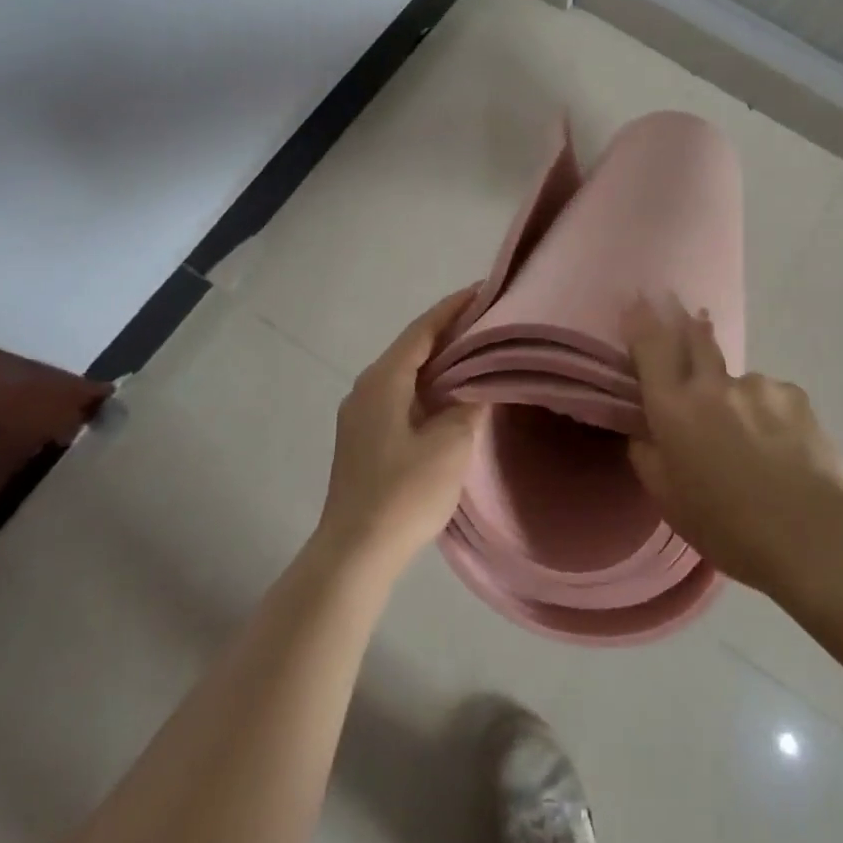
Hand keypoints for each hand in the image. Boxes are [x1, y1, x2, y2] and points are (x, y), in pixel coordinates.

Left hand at [317, 286, 486, 572]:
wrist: (354, 553)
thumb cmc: (404, 493)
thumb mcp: (449, 445)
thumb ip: (468, 406)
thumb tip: (478, 386)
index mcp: (383, 380)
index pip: (422, 330)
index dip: (453, 308)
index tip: (482, 290)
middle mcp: (366, 388)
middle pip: (412, 347)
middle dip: (448, 331)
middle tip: (487, 320)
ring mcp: (360, 414)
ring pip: (405, 373)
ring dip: (438, 361)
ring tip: (476, 352)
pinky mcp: (364, 438)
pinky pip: (400, 395)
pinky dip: (427, 386)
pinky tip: (450, 396)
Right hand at [623, 296, 842, 591]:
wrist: (811, 535)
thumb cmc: (727, 526)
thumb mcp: (668, 500)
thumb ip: (648, 457)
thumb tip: (645, 432)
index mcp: (674, 408)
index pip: (651, 347)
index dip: (641, 320)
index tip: (638, 301)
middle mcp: (713, 385)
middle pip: (696, 338)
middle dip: (688, 324)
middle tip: (689, 316)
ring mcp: (758, 386)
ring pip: (738, 381)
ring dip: (737, 397)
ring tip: (755, 440)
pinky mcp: (795, 396)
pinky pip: (773, 398)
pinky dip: (770, 414)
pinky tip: (784, 446)